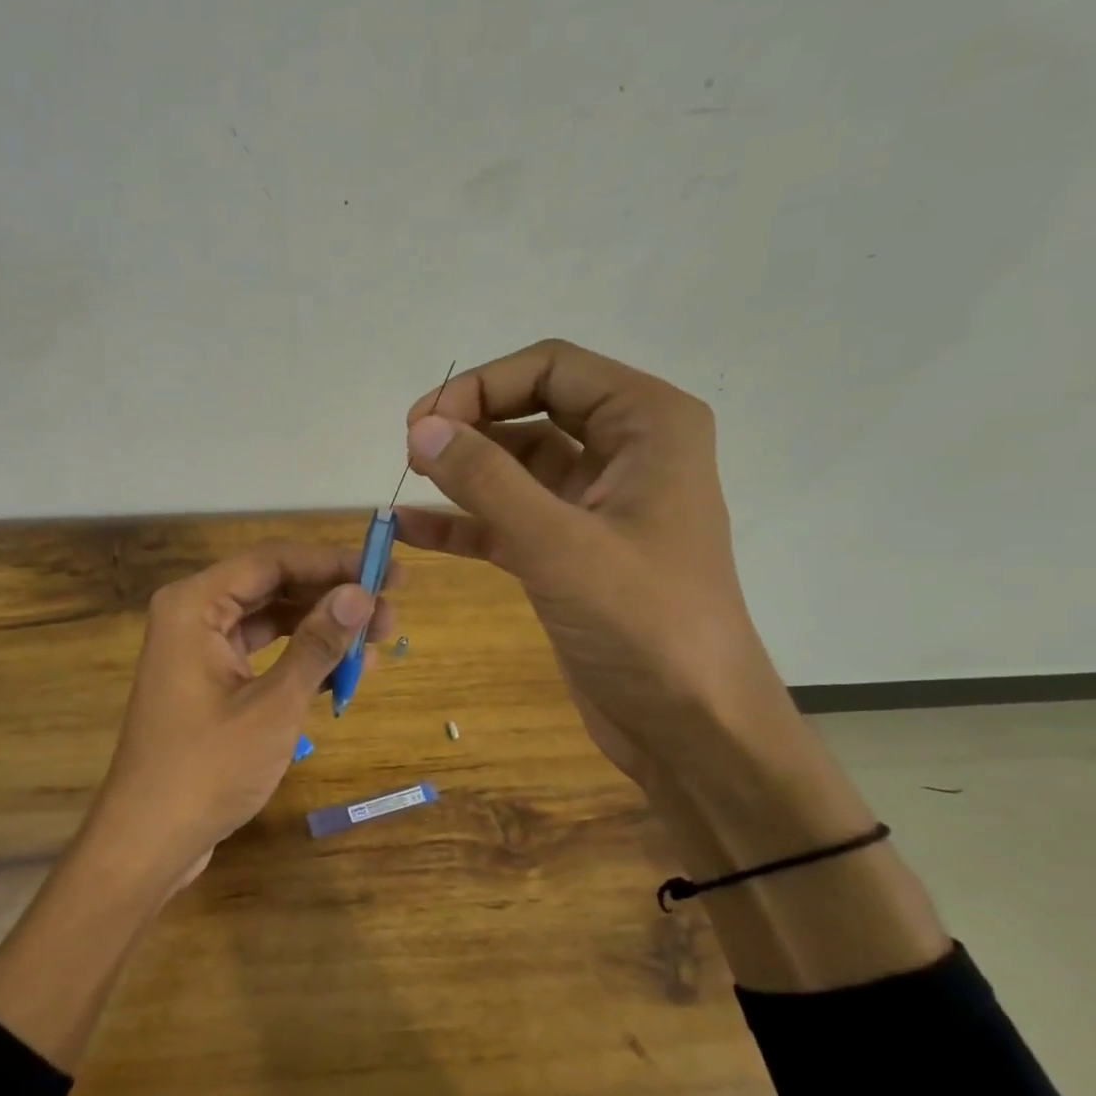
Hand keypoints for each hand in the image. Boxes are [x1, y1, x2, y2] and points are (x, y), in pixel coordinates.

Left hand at [84, 542, 395, 890]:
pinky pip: (261, 651)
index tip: (387, 574)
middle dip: (331, 597)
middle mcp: (193, 614)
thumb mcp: (273, 705)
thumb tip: (362, 593)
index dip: (332, 563)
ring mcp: (199, 648)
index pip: (272, 560)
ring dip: (320, 627)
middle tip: (390, 613)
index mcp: (194, 604)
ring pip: (270, 618)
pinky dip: (299, 657)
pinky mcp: (209, 680)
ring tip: (377, 641)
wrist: (149, 840)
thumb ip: (317, 644)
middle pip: (272, 585)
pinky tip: (343, 670)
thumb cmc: (208, 769)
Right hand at [397, 339, 786, 785]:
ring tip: (406, 481)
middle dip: (469, 422)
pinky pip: (507, 517)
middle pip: (530, 408)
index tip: (421, 424)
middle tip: (411, 451)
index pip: (552, 369)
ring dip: (461, 469)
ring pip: (514, 464)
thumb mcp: (559, 544)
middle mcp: (625, 452)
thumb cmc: (643, 624)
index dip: (480, 385)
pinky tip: (411, 529)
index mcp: (648, 425)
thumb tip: (421, 428)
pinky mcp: (568, 551)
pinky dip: (462, 520)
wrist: (689, 726)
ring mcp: (594, 504)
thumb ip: (487, 480)